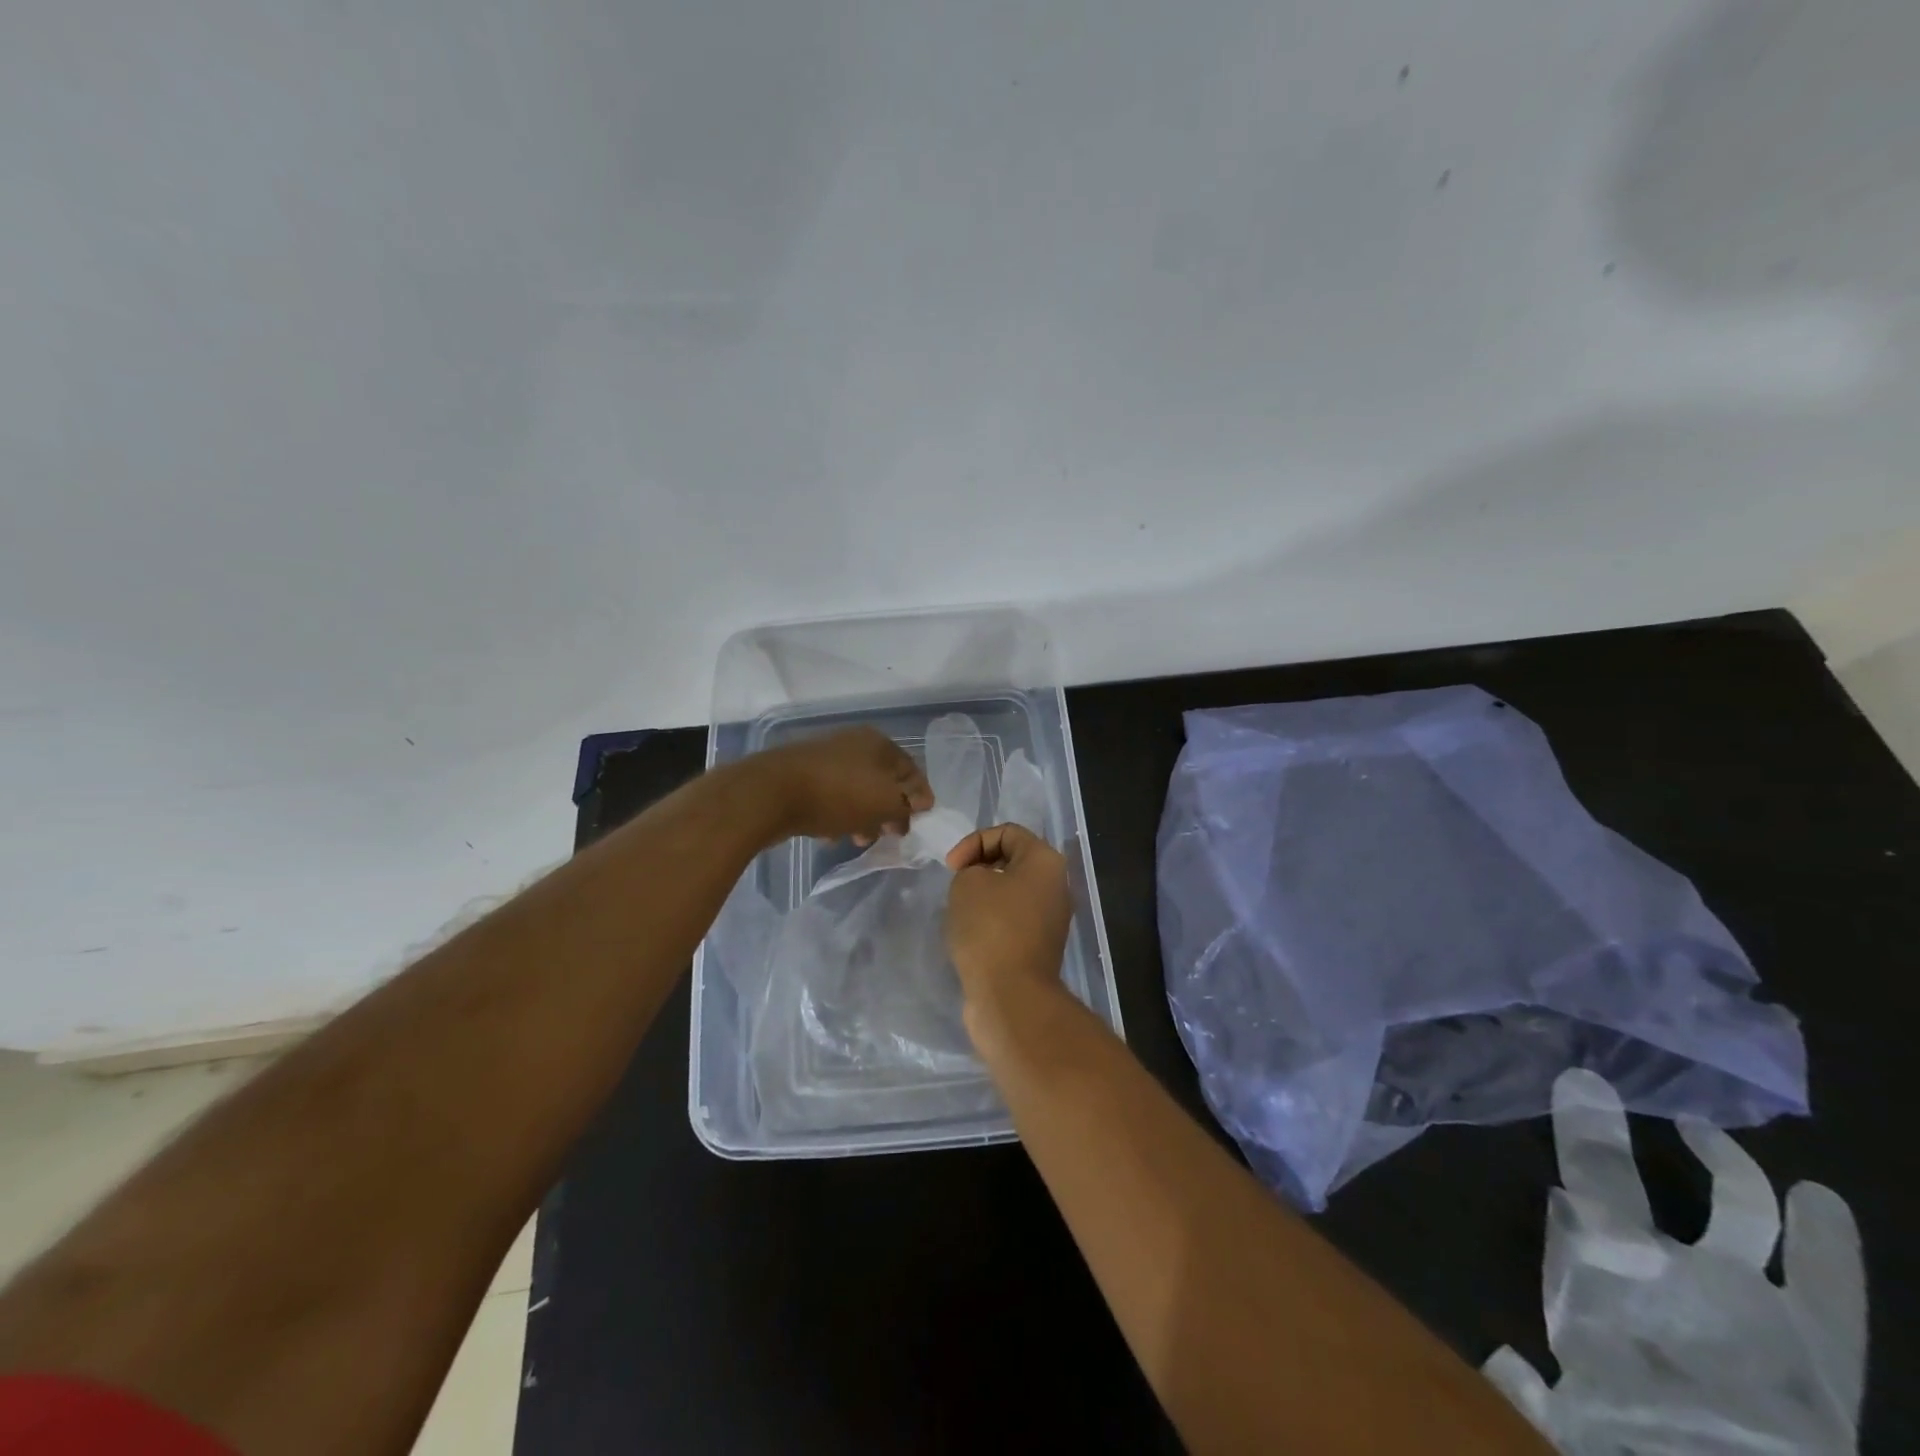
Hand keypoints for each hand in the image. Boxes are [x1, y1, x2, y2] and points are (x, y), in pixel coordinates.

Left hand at [750, 726, 932, 842]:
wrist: (770, 793)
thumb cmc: (838, 795)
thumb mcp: (885, 803)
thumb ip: (909, 805)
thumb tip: (922, 803)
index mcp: (878, 743)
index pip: (911, 770)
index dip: (920, 798)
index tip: (920, 824)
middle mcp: (853, 743)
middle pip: (882, 781)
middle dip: (888, 812)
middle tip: (888, 834)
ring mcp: (826, 758)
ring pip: (856, 791)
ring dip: (863, 817)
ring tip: (857, 839)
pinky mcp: (803, 776)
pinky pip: (831, 797)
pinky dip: (836, 815)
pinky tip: (829, 835)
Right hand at [944, 824, 1073, 1013]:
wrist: (1010, 995)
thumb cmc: (990, 928)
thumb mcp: (967, 882)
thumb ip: (971, 868)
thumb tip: (981, 883)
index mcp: (1045, 861)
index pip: (1007, 832)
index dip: (973, 842)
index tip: (952, 868)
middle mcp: (1056, 885)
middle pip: (1012, 861)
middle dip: (979, 868)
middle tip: (957, 886)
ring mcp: (1051, 918)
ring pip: (1011, 892)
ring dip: (984, 897)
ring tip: (961, 912)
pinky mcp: (1040, 946)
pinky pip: (1012, 919)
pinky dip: (991, 921)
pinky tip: (972, 935)